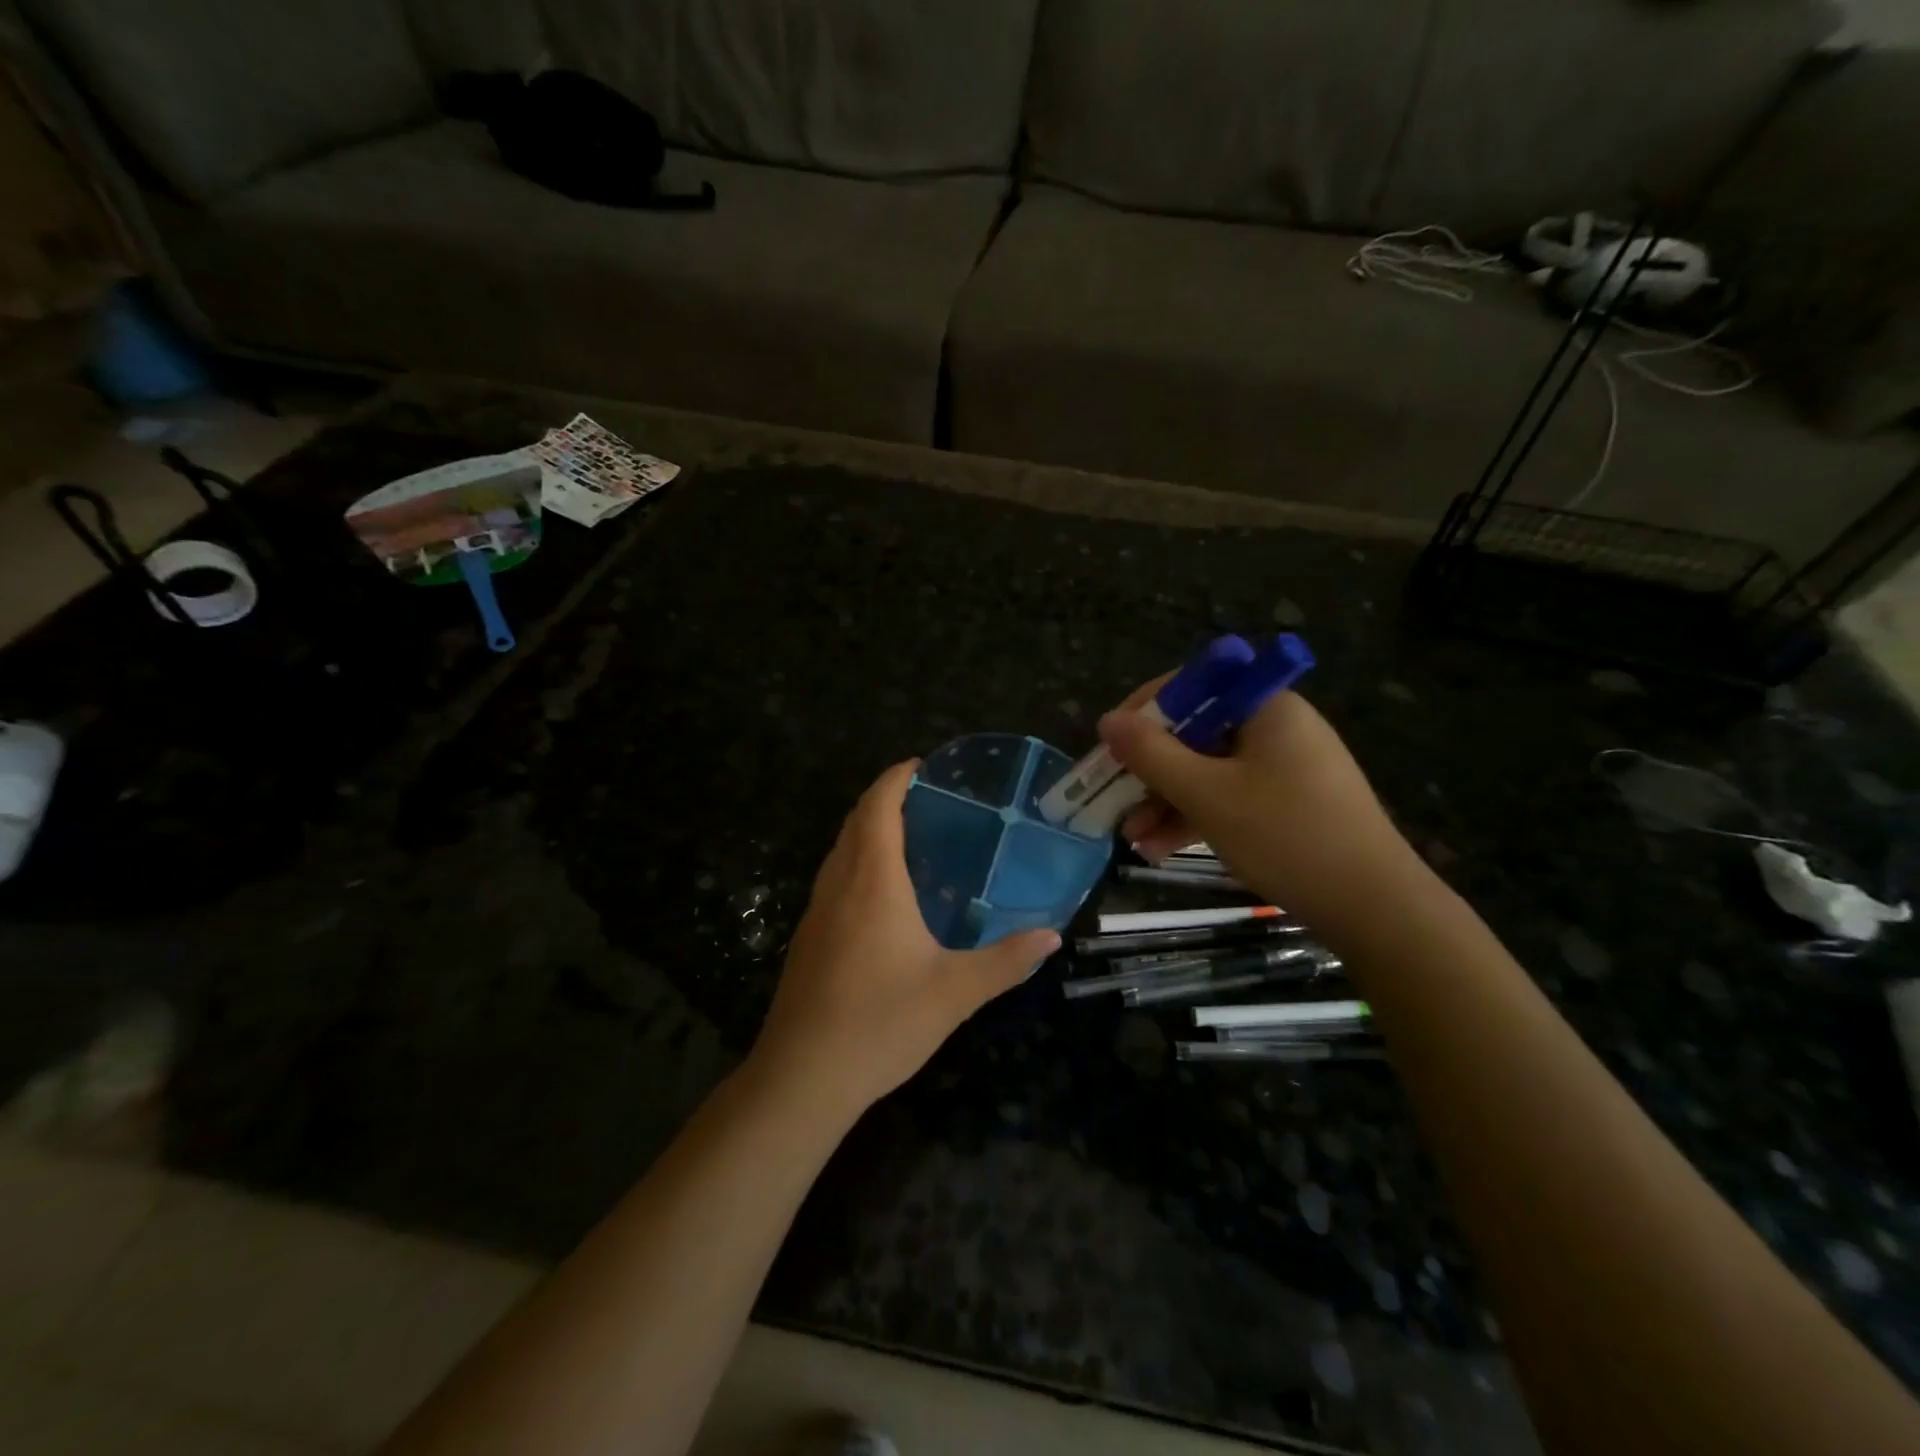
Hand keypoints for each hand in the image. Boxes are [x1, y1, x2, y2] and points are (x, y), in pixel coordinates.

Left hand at [748, 761, 1059, 1121]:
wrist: (802, 1078)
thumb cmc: (880, 1023)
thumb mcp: (955, 992)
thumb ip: (1006, 961)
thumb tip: (1051, 936)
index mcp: (872, 881)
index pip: (877, 806)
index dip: (896, 778)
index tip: (922, 765)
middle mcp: (838, 884)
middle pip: (855, 821)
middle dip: (884, 798)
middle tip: (928, 798)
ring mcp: (816, 911)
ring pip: (840, 850)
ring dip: (868, 830)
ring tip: (911, 838)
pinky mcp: (807, 938)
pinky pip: (834, 879)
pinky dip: (857, 863)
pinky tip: (884, 896)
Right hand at [1099, 683, 1423, 937]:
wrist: (1375, 908)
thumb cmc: (1286, 836)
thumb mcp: (1207, 794)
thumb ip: (1152, 754)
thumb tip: (1107, 720)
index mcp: (1266, 706)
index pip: (1194, 685)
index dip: (1145, 710)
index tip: (1111, 743)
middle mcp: (1276, 727)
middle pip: (1197, 732)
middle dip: (1150, 769)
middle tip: (1113, 796)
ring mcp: (1285, 768)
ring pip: (1210, 770)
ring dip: (1166, 800)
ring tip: (1131, 837)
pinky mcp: (1289, 804)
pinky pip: (1231, 797)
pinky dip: (1196, 817)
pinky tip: (1160, 849)